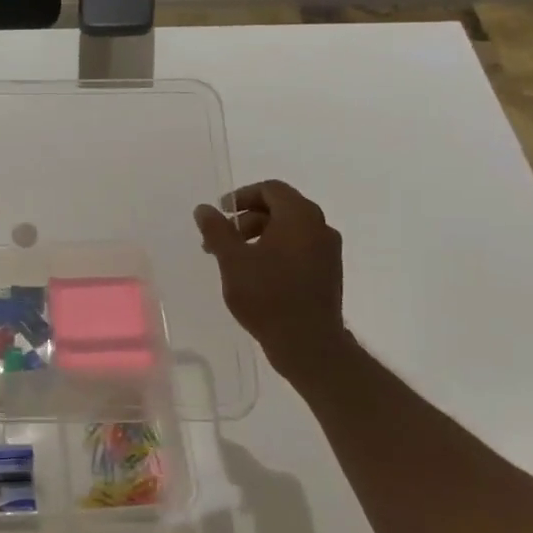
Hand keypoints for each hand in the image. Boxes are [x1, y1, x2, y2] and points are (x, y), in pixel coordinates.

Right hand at [194, 180, 350, 385]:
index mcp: (300, 216)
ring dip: (259, 236)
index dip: (241, 197)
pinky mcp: (328, 272)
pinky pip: (299, 249)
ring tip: (234, 260)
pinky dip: (275, 251)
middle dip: (246, 220)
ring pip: (289, 230)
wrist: (308, 343)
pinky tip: (256, 275)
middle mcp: (320, 227)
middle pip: (280, 208)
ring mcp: (328, 251)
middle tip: (220, 241)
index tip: (220, 214)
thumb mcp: (233, 260)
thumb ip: (217, 230)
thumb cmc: (267, 296)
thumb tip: (204, 209)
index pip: (270, 189)